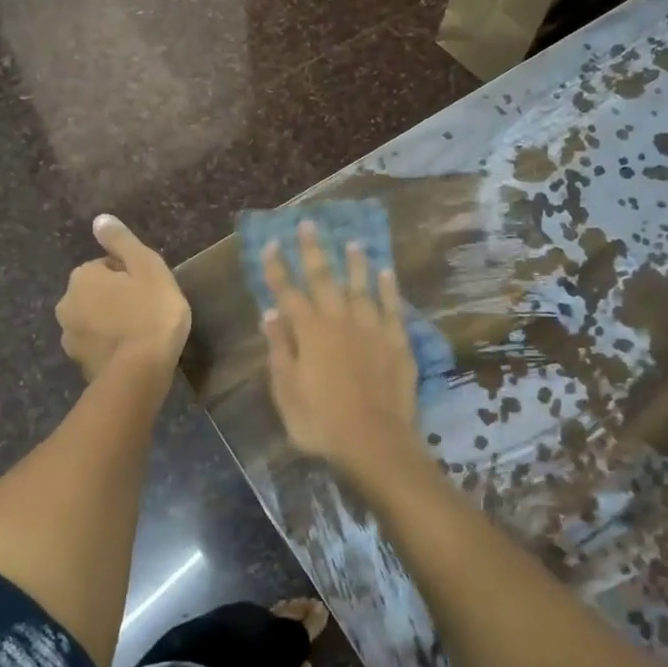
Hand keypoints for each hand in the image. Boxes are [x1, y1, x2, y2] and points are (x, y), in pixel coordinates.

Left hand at [56, 215, 190, 379]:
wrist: (140, 373)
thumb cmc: (151, 313)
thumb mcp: (147, 267)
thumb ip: (122, 241)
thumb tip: (100, 219)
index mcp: (82, 276)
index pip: (107, 267)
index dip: (132, 276)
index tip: (150, 291)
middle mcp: (66, 303)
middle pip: (97, 293)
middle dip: (117, 299)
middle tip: (148, 311)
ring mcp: (69, 337)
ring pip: (94, 320)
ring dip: (112, 323)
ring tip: (141, 335)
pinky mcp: (79, 364)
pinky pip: (97, 346)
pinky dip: (110, 346)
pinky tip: (132, 354)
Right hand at [260, 220, 419, 472]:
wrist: (374, 442)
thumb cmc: (321, 422)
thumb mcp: (287, 392)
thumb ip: (280, 350)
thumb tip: (270, 315)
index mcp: (309, 333)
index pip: (288, 293)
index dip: (277, 269)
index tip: (271, 244)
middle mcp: (340, 321)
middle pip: (324, 279)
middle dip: (314, 251)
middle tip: (309, 224)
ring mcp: (371, 329)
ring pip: (361, 286)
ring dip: (355, 262)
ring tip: (352, 241)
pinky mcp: (397, 342)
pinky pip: (392, 307)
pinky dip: (388, 288)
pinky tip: (386, 272)